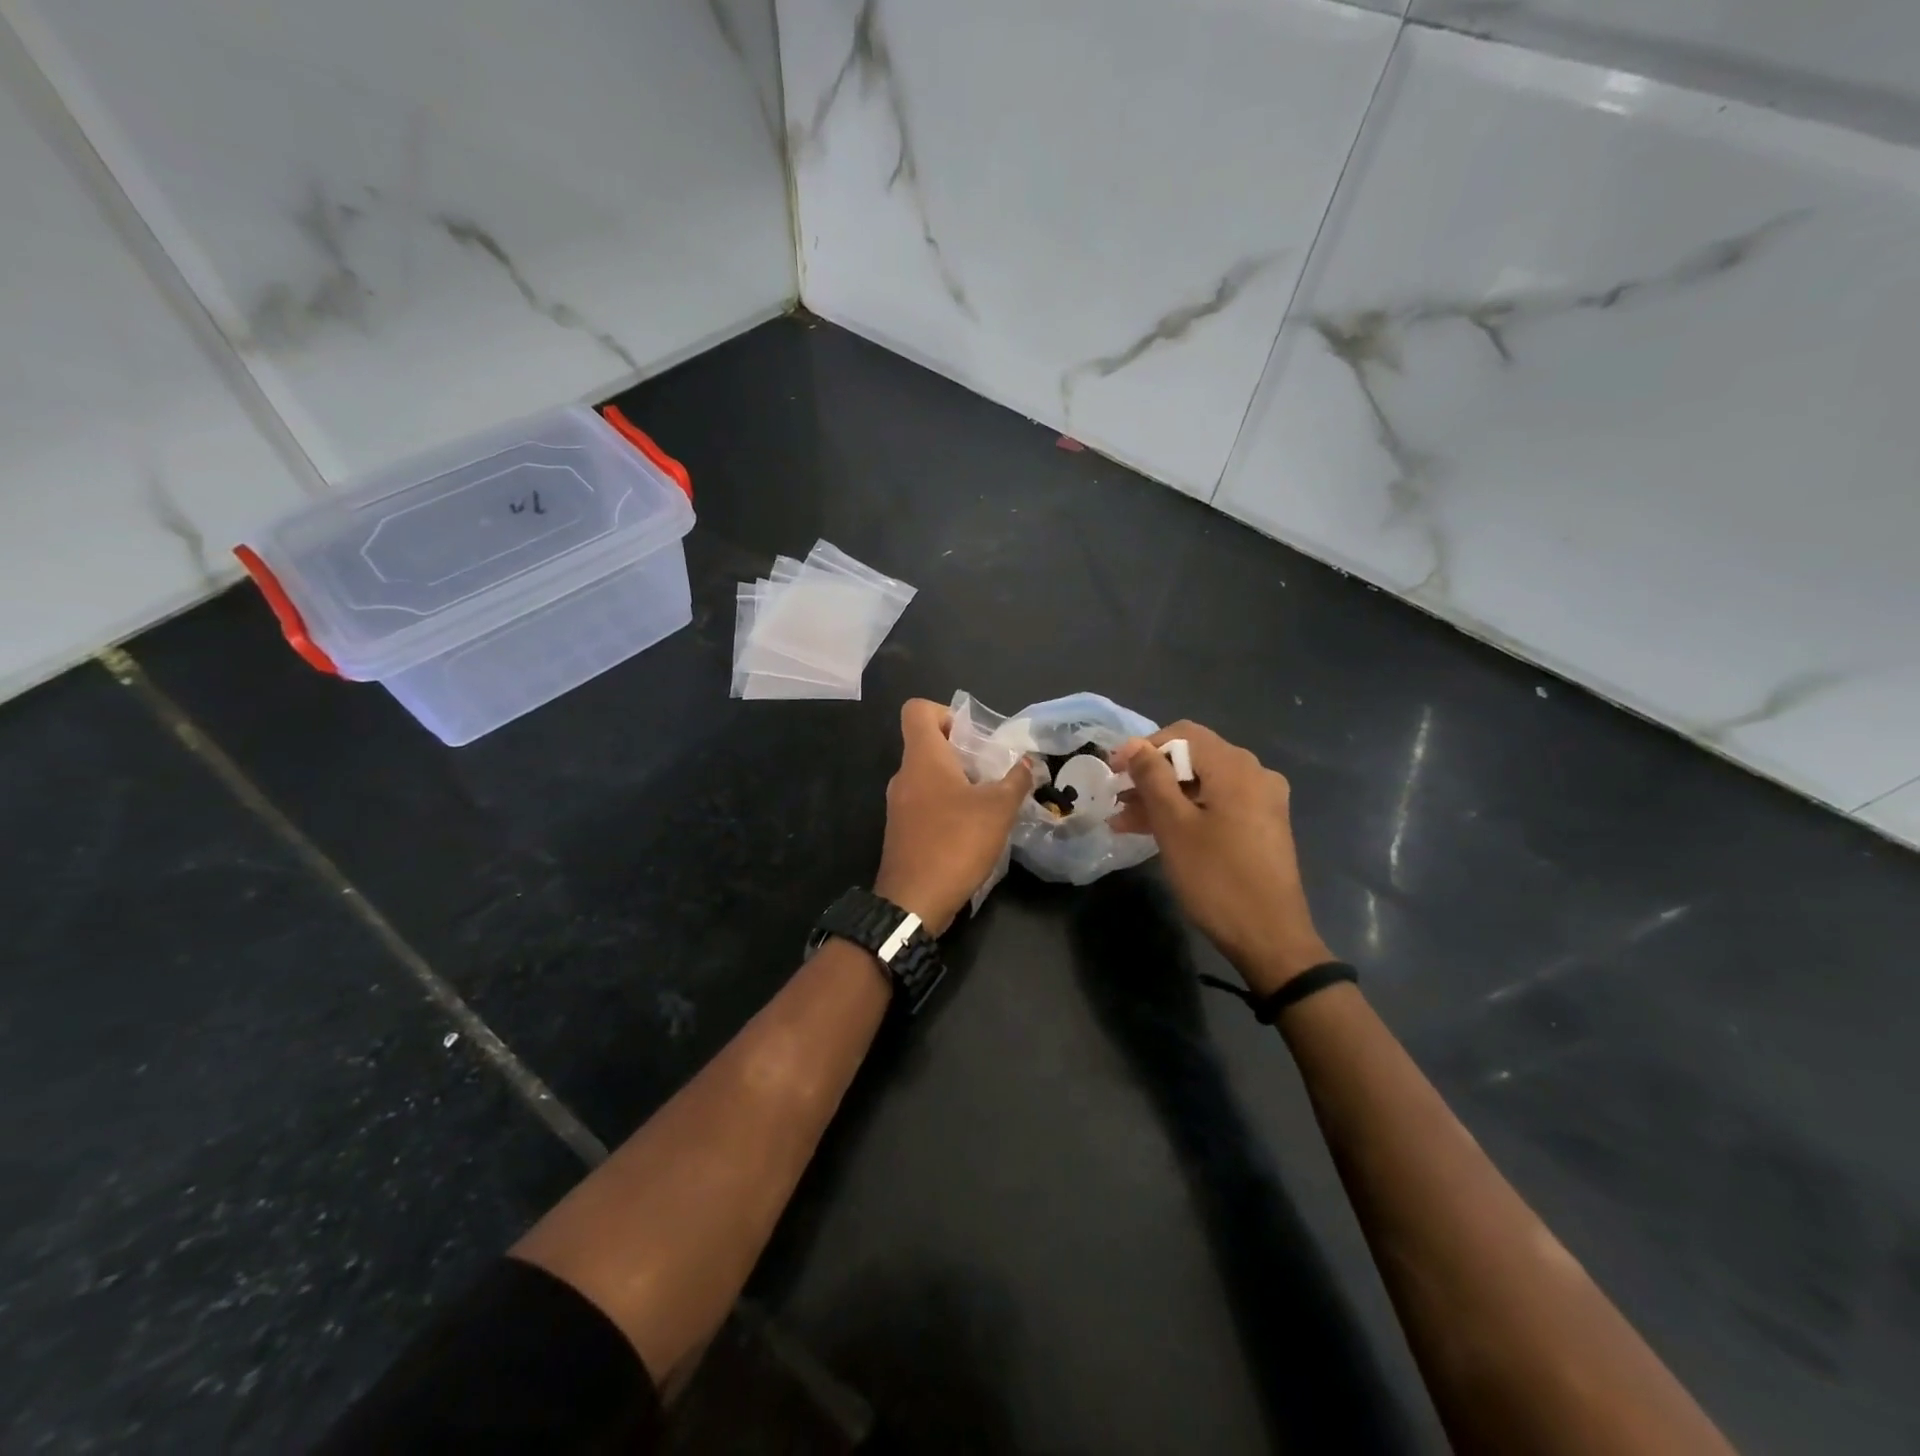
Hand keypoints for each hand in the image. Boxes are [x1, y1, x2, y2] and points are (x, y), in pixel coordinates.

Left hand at [874, 699, 1033, 937]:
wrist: (914, 901)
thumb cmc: (955, 843)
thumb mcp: (998, 809)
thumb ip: (1016, 780)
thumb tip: (1028, 762)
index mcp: (922, 758)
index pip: (917, 710)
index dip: (946, 712)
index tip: (974, 736)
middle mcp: (904, 775)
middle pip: (928, 743)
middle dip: (963, 751)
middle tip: (994, 770)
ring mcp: (899, 804)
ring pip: (928, 776)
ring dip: (958, 780)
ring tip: (990, 799)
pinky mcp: (902, 830)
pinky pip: (925, 802)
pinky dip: (947, 805)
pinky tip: (973, 827)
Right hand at [1111, 722, 1330, 994]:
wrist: (1270, 937)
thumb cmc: (1216, 877)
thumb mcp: (1174, 825)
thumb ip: (1152, 778)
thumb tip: (1133, 744)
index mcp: (1235, 767)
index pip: (1183, 734)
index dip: (1143, 747)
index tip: (1113, 772)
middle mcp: (1255, 774)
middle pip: (1193, 759)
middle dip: (1151, 777)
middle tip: (1116, 801)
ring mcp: (1263, 801)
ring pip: (1203, 785)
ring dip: (1164, 798)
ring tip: (1125, 823)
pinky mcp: (1263, 826)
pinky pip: (1217, 805)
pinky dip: (1187, 813)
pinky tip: (1158, 833)